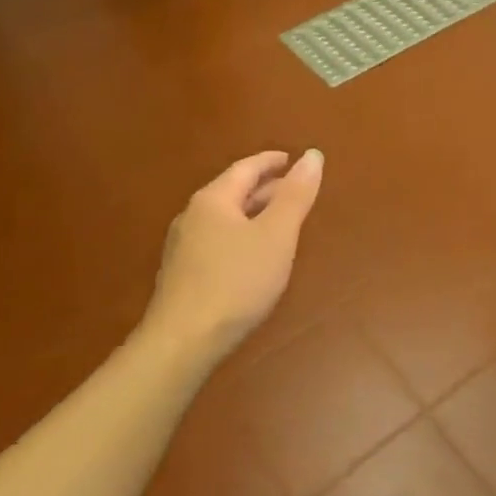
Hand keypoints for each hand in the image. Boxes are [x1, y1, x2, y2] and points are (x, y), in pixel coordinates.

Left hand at [144, 149, 323, 360]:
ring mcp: (184, 247)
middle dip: (265, 189)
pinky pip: (218, 242)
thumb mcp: (276, 235)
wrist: (183, 340)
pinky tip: (253, 256)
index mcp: (214, 200)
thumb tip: (313, 155)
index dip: (272, 162)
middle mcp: (193, 216)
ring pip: (225, 219)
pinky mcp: (183, 275)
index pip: (246, 168)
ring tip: (280, 221)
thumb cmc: (236, 281)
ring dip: (253, 214)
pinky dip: (241, 236)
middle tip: (295, 190)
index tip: (293, 159)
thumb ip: (295, 195)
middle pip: (233, 192)